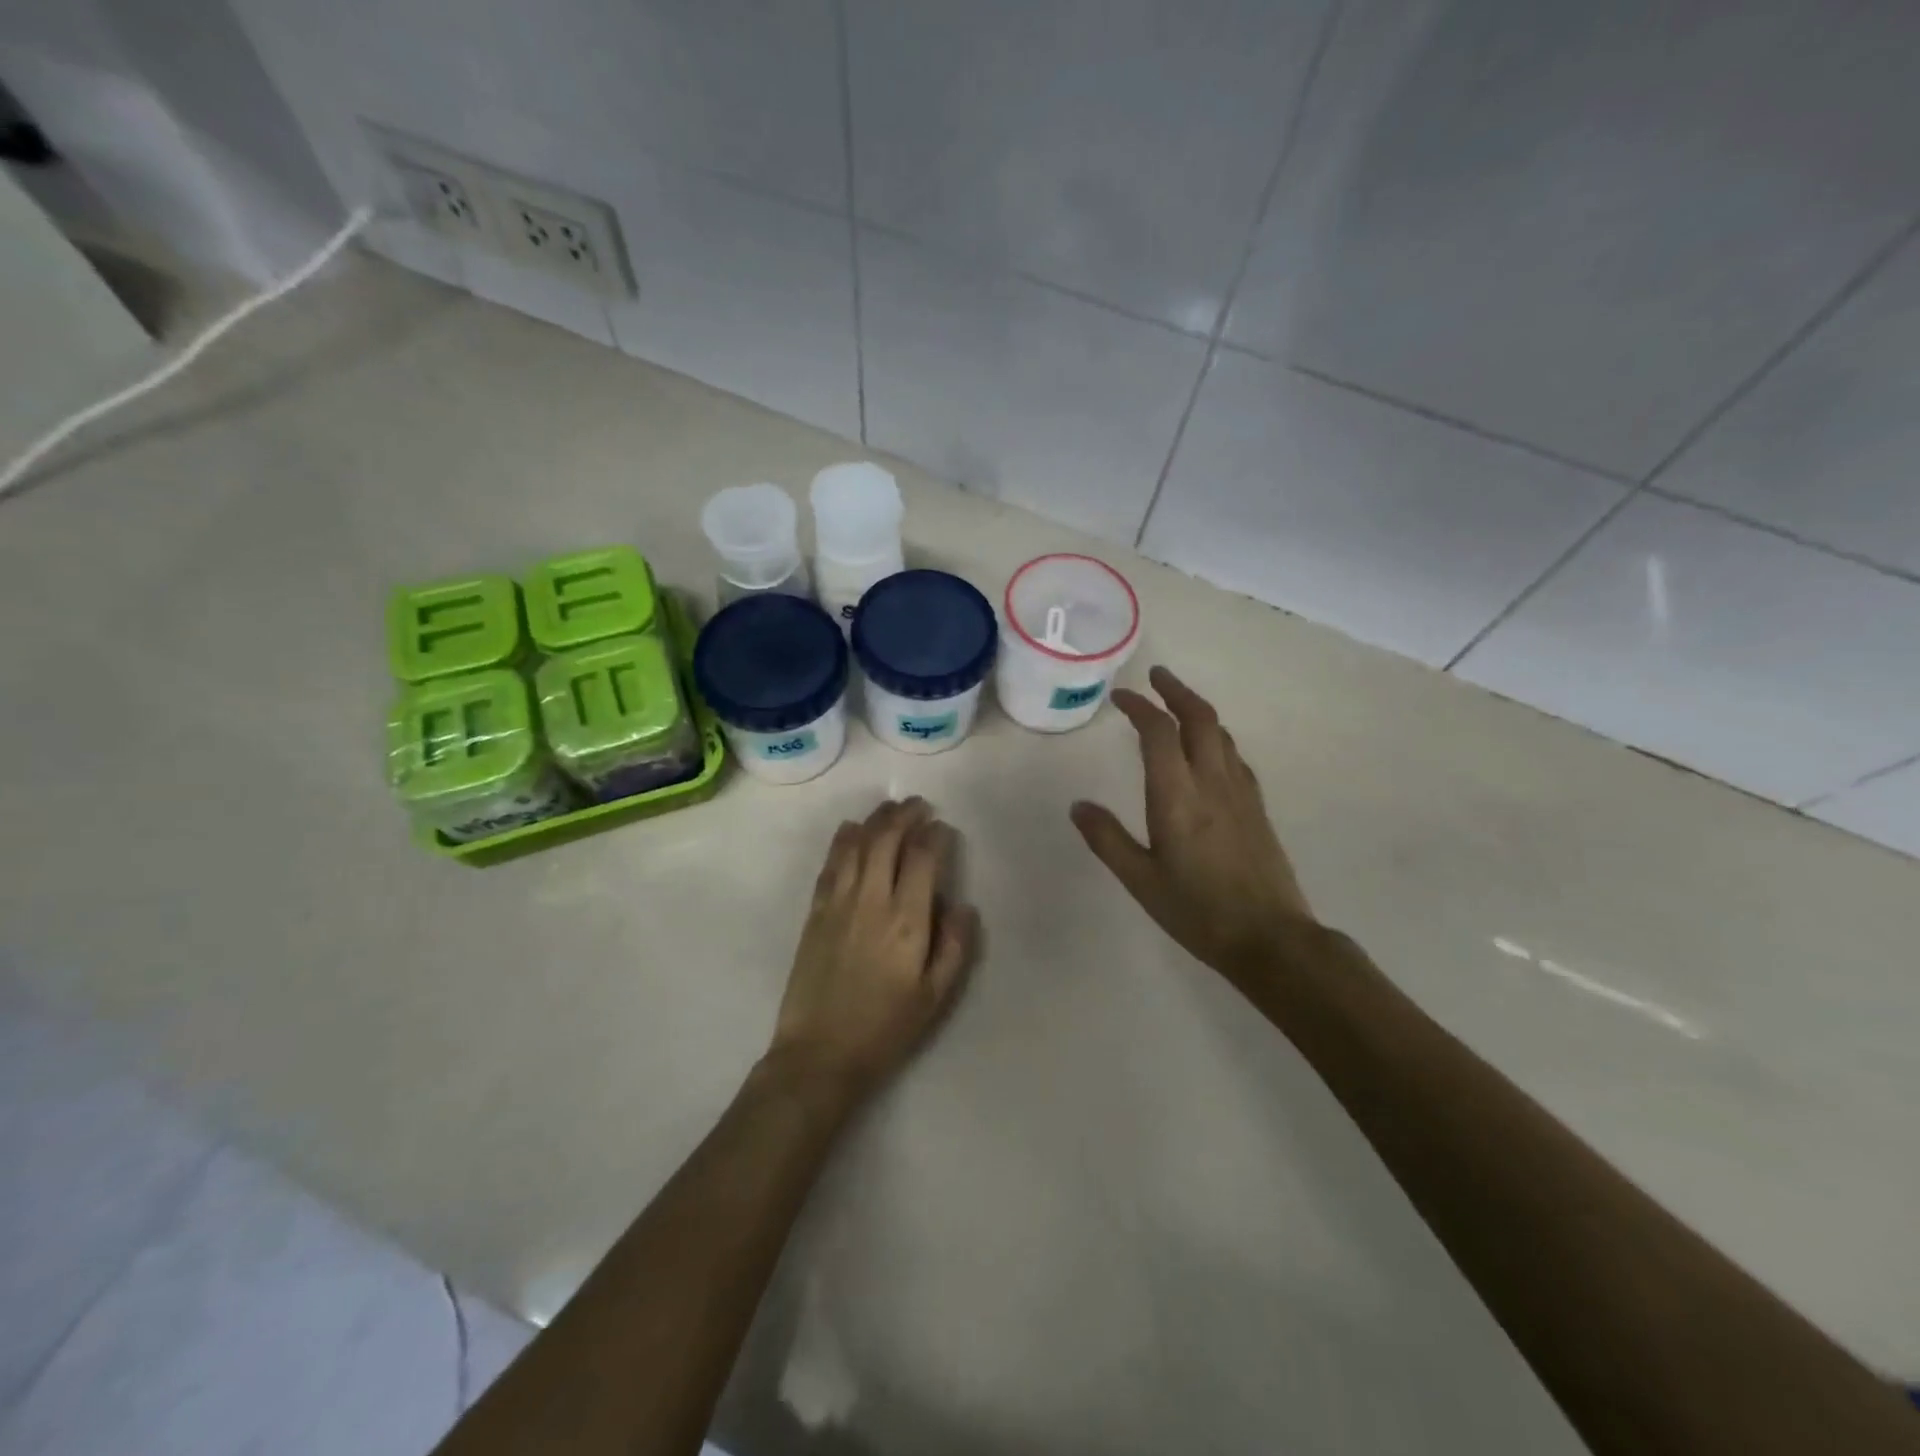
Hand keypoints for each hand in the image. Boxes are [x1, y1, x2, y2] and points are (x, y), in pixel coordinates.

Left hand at [768, 798, 978, 1103]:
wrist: (819, 1054)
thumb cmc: (886, 1028)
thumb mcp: (936, 997)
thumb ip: (955, 946)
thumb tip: (963, 904)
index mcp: (907, 921)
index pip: (923, 858)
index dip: (935, 836)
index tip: (943, 828)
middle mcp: (872, 900)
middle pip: (887, 840)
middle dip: (905, 816)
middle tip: (919, 806)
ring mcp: (838, 903)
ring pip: (857, 845)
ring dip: (875, 820)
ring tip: (890, 809)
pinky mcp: (815, 913)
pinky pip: (831, 864)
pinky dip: (843, 840)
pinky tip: (850, 829)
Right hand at [1071, 667, 1317, 991]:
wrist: (1271, 938)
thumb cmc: (1197, 911)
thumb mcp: (1140, 881)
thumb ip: (1107, 839)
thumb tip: (1078, 806)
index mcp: (1178, 796)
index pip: (1159, 733)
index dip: (1139, 707)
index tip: (1121, 697)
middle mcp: (1212, 782)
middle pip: (1199, 718)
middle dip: (1176, 690)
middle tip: (1155, 676)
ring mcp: (1240, 792)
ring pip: (1221, 733)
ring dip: (1197, 710)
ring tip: (1177, 705)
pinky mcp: (1257, 807)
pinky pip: (1234, 756)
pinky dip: (1216, 737)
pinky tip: (1209, 750)